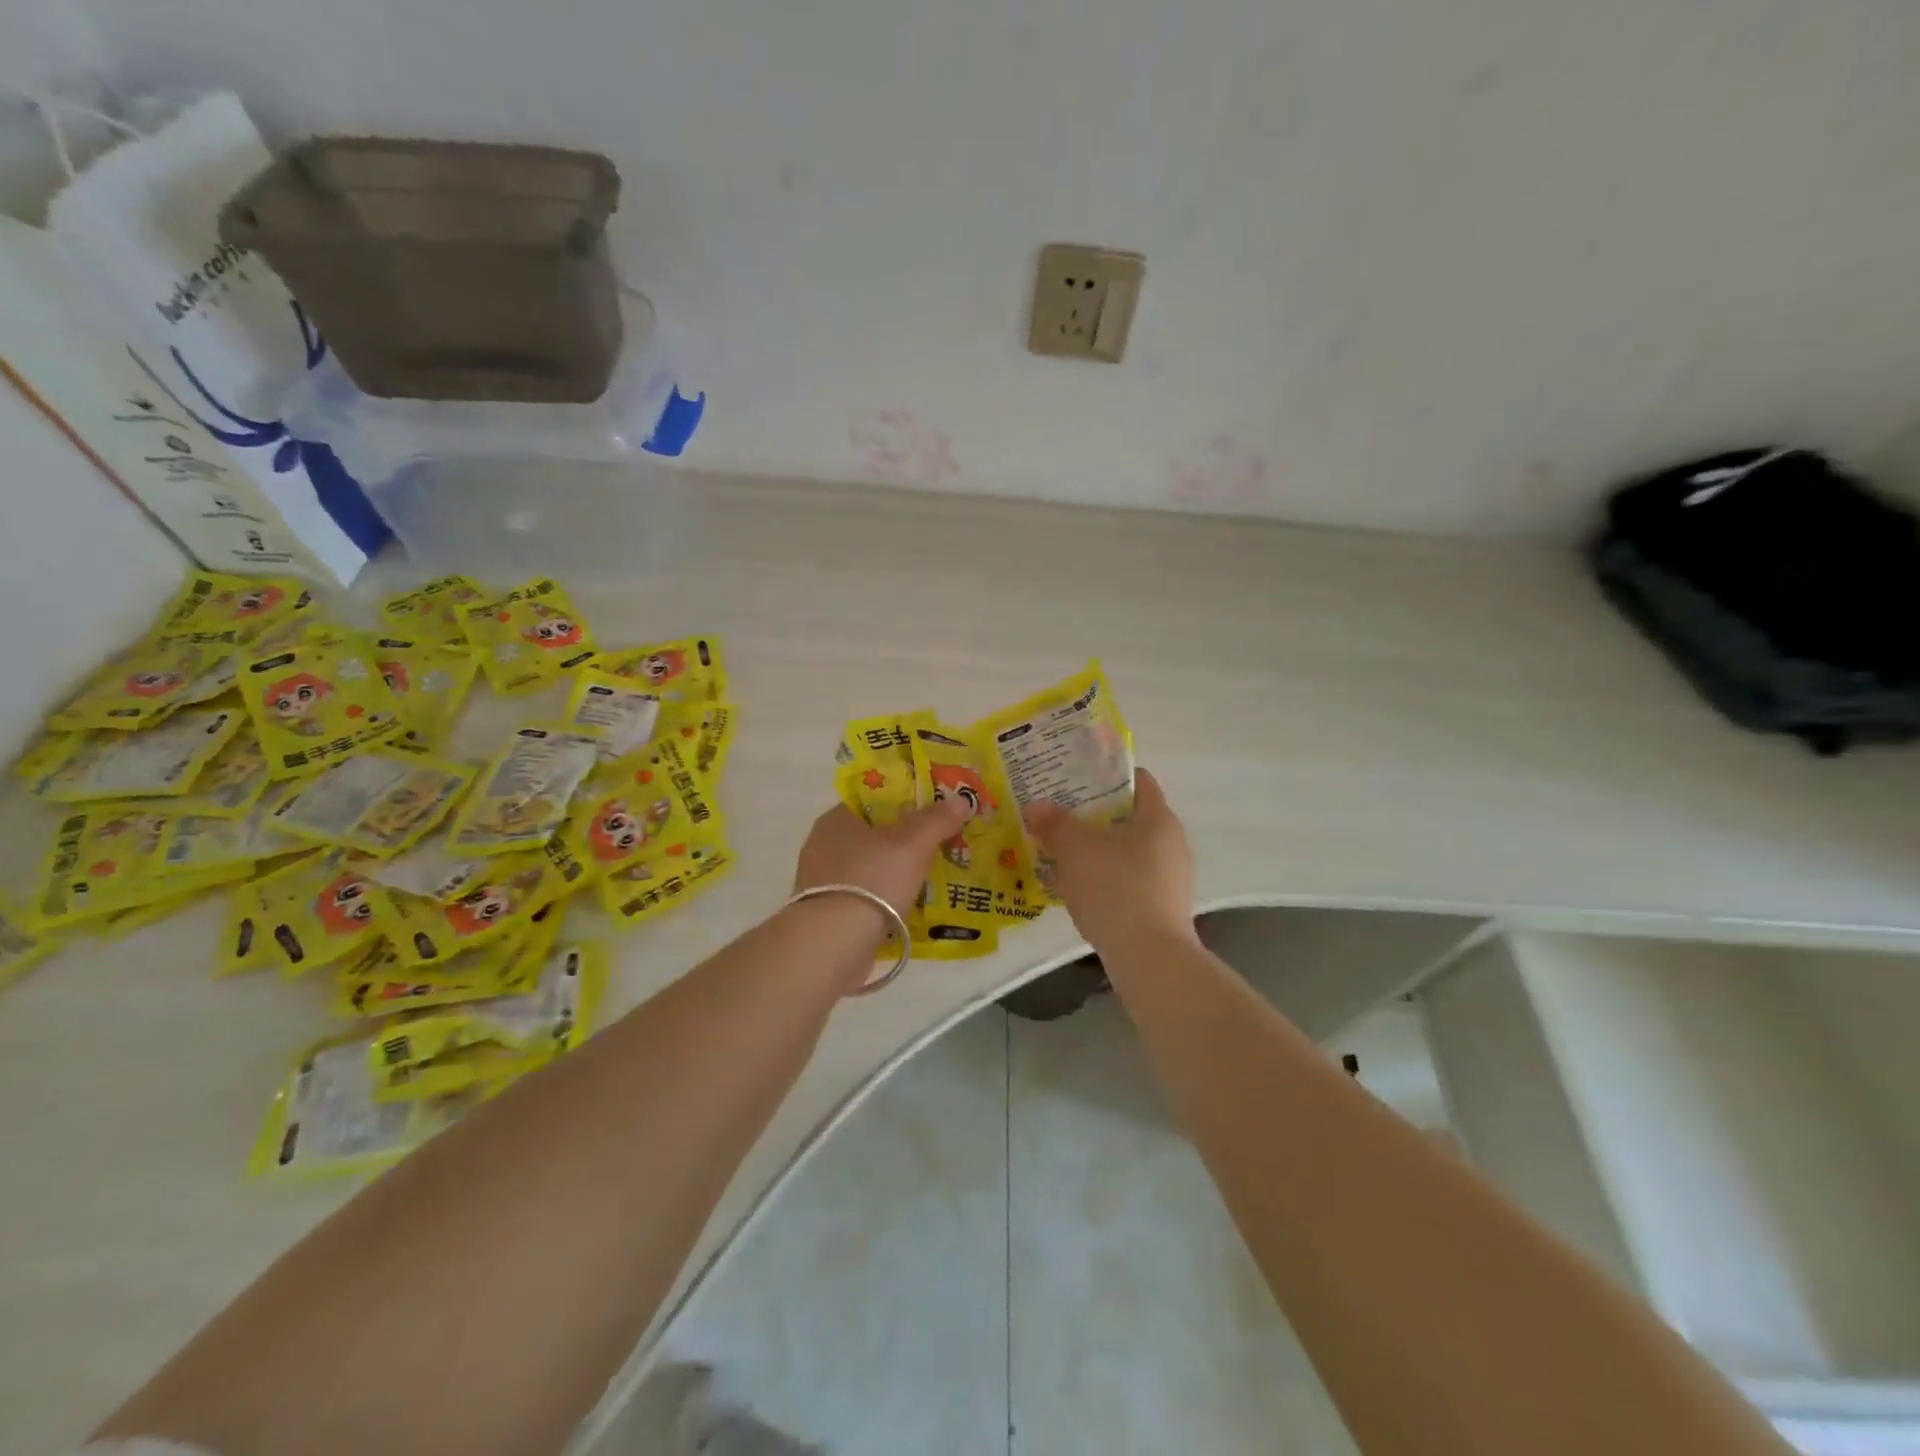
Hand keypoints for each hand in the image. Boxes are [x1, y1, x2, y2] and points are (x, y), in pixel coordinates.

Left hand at [792, 798, 970, 920]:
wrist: (833, 944)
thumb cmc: (871, 881)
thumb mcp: (912, 844)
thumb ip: (937, 820)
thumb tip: (961, 801)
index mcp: (837, 819)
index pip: (875, 800)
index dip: (907, 802)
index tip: (935, 813)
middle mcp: (824, 845)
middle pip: (874, 835)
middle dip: (905, 841)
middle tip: (940, 846)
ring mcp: (822, 882)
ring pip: (870, 868)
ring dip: (896, 874)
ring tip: (932, 879)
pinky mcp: (827, 914)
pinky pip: (864, 898)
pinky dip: (885, 900)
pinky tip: (909, 908)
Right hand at [1025, 768, 1195, 950]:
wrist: (1149, 958)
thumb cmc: (1115, 889)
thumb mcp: (1075, 849)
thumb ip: (1055, 823)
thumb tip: (1036, 806)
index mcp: (1158, 818)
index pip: (1137, 780)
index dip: (1105, 774)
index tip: (1074, 778)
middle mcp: (1172, 843)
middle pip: (1130, 816)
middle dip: (1094, 815)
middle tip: (1059, 815)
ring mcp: (1171, 878)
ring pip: (1128, 850)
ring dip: (1098, 849)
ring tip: (1063, 853)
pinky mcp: (1163, 907)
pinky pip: (1130, 880)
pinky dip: (1107, 878)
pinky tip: (1080, 889)